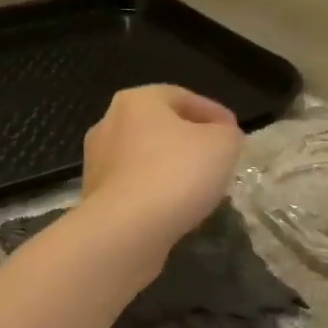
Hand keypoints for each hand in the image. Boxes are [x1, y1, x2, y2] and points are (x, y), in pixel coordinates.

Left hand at [78, 85, 243, 266]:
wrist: (126, 229)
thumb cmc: (176, 173)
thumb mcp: (223, 144)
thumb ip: (227, 133)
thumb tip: (221, 135)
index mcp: (136, 101)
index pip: (182, 97)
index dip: (213, 113)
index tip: (234, 133)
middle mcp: (108, 124)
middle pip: (159, 127)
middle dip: (188, 141)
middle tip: (216, 159)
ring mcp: (96, 162)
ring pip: (143, 159)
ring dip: (169, 169)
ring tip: (197, 188)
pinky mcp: (94, 197)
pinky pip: (133, 187)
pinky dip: (153, 193)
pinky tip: (173, 208)